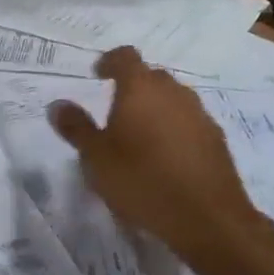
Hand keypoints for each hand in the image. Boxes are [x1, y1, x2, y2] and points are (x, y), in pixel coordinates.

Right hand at [47, 46, 258, 261]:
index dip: (109, 62)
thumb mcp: (96, 158)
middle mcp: (174, 92)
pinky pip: (188, 122)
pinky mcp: (216, 139)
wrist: (207, 218)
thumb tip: (57, 105)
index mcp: (141, 89)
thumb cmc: (142, 181)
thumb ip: (76, 128)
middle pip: (151, 76)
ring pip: (172, 99)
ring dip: (155, 108)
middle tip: (114, 111)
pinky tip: (164, 157)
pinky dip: (173, 128)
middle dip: (132, 87)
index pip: (125, 57)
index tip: (97, 75)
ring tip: (138, 136)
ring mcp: (199, 114)